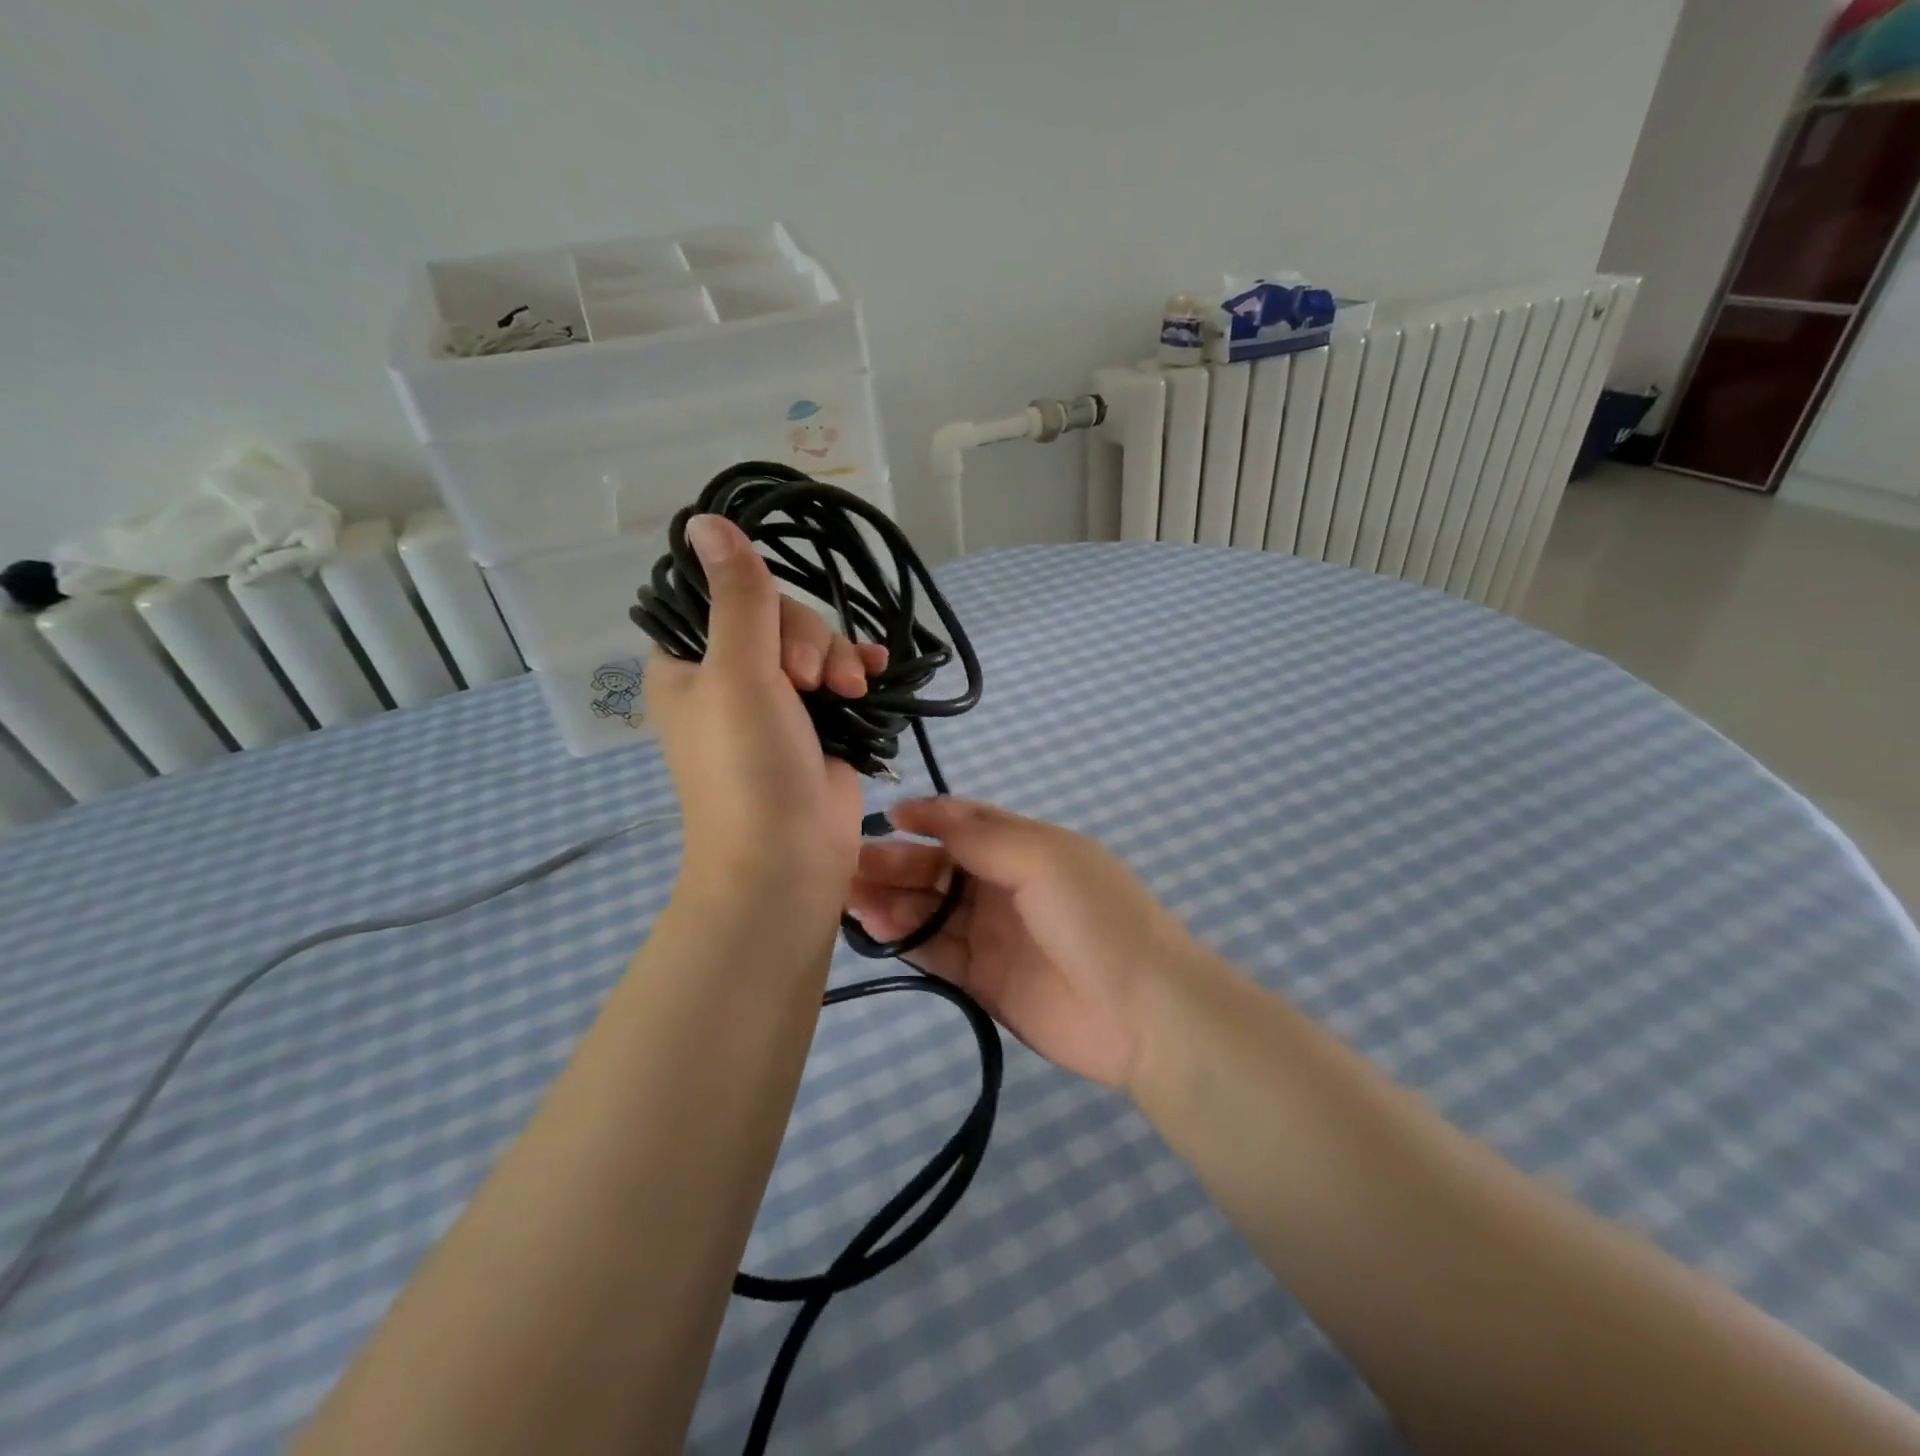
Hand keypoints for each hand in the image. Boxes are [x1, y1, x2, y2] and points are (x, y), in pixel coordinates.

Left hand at [646, 514, 885, 893]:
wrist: (788, 856)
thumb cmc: (747, 765)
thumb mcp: (737, 672)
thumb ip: (735, 596)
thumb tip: (705, 520)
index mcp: (687, 663)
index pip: (722, 596)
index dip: (756, 601)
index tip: (773, 629)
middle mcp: (728, 677)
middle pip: (777, 618)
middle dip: (806, 641)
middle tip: (810, 683)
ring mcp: (775, 702)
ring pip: (814, 645)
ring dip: (837, 659)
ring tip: (849, 692)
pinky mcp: (816, 723)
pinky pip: (838, 676)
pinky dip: (857, 671)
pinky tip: (876, 672)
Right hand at [847, 798, 1205, 1088]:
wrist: (1144, 1012)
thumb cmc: (1094, 918)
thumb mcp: (1043, 858)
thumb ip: (982, 834)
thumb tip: (926, 809)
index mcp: (1026, 847)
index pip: (966, 823)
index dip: (926, 819)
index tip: (884, 819)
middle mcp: (1006, 886)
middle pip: (940, 867)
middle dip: (897, 862)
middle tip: (850, 865)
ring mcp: (994, 934)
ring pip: (931, 909)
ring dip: (892, 900)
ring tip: (851, 897)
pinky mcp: (984, 979)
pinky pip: (936, 951)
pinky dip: (905, 938)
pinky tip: (874, 927)